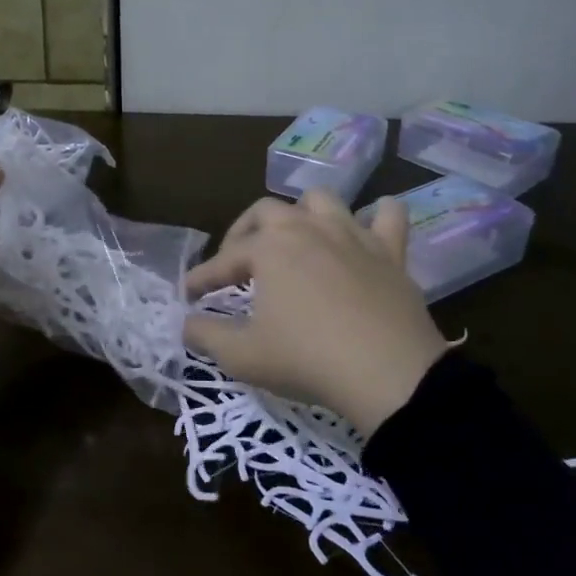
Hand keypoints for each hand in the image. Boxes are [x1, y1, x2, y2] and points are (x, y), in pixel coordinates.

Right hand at [183, 189, 450, 437]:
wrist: (389, 375)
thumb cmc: (306, 360)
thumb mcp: (242, 356)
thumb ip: (205, 335)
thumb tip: (186, 323)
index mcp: (268, 248)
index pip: (223, 260)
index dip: (202, 278)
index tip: (188, 294)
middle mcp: (307, 228)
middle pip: (266, 212)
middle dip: (244, 232)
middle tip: (237, 263)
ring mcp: (352, 235)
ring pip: (321, 201)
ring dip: (302, 214)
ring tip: (295, 239)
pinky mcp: (390, 252)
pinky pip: (387, 216)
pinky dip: (376, 216)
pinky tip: (366, 230)